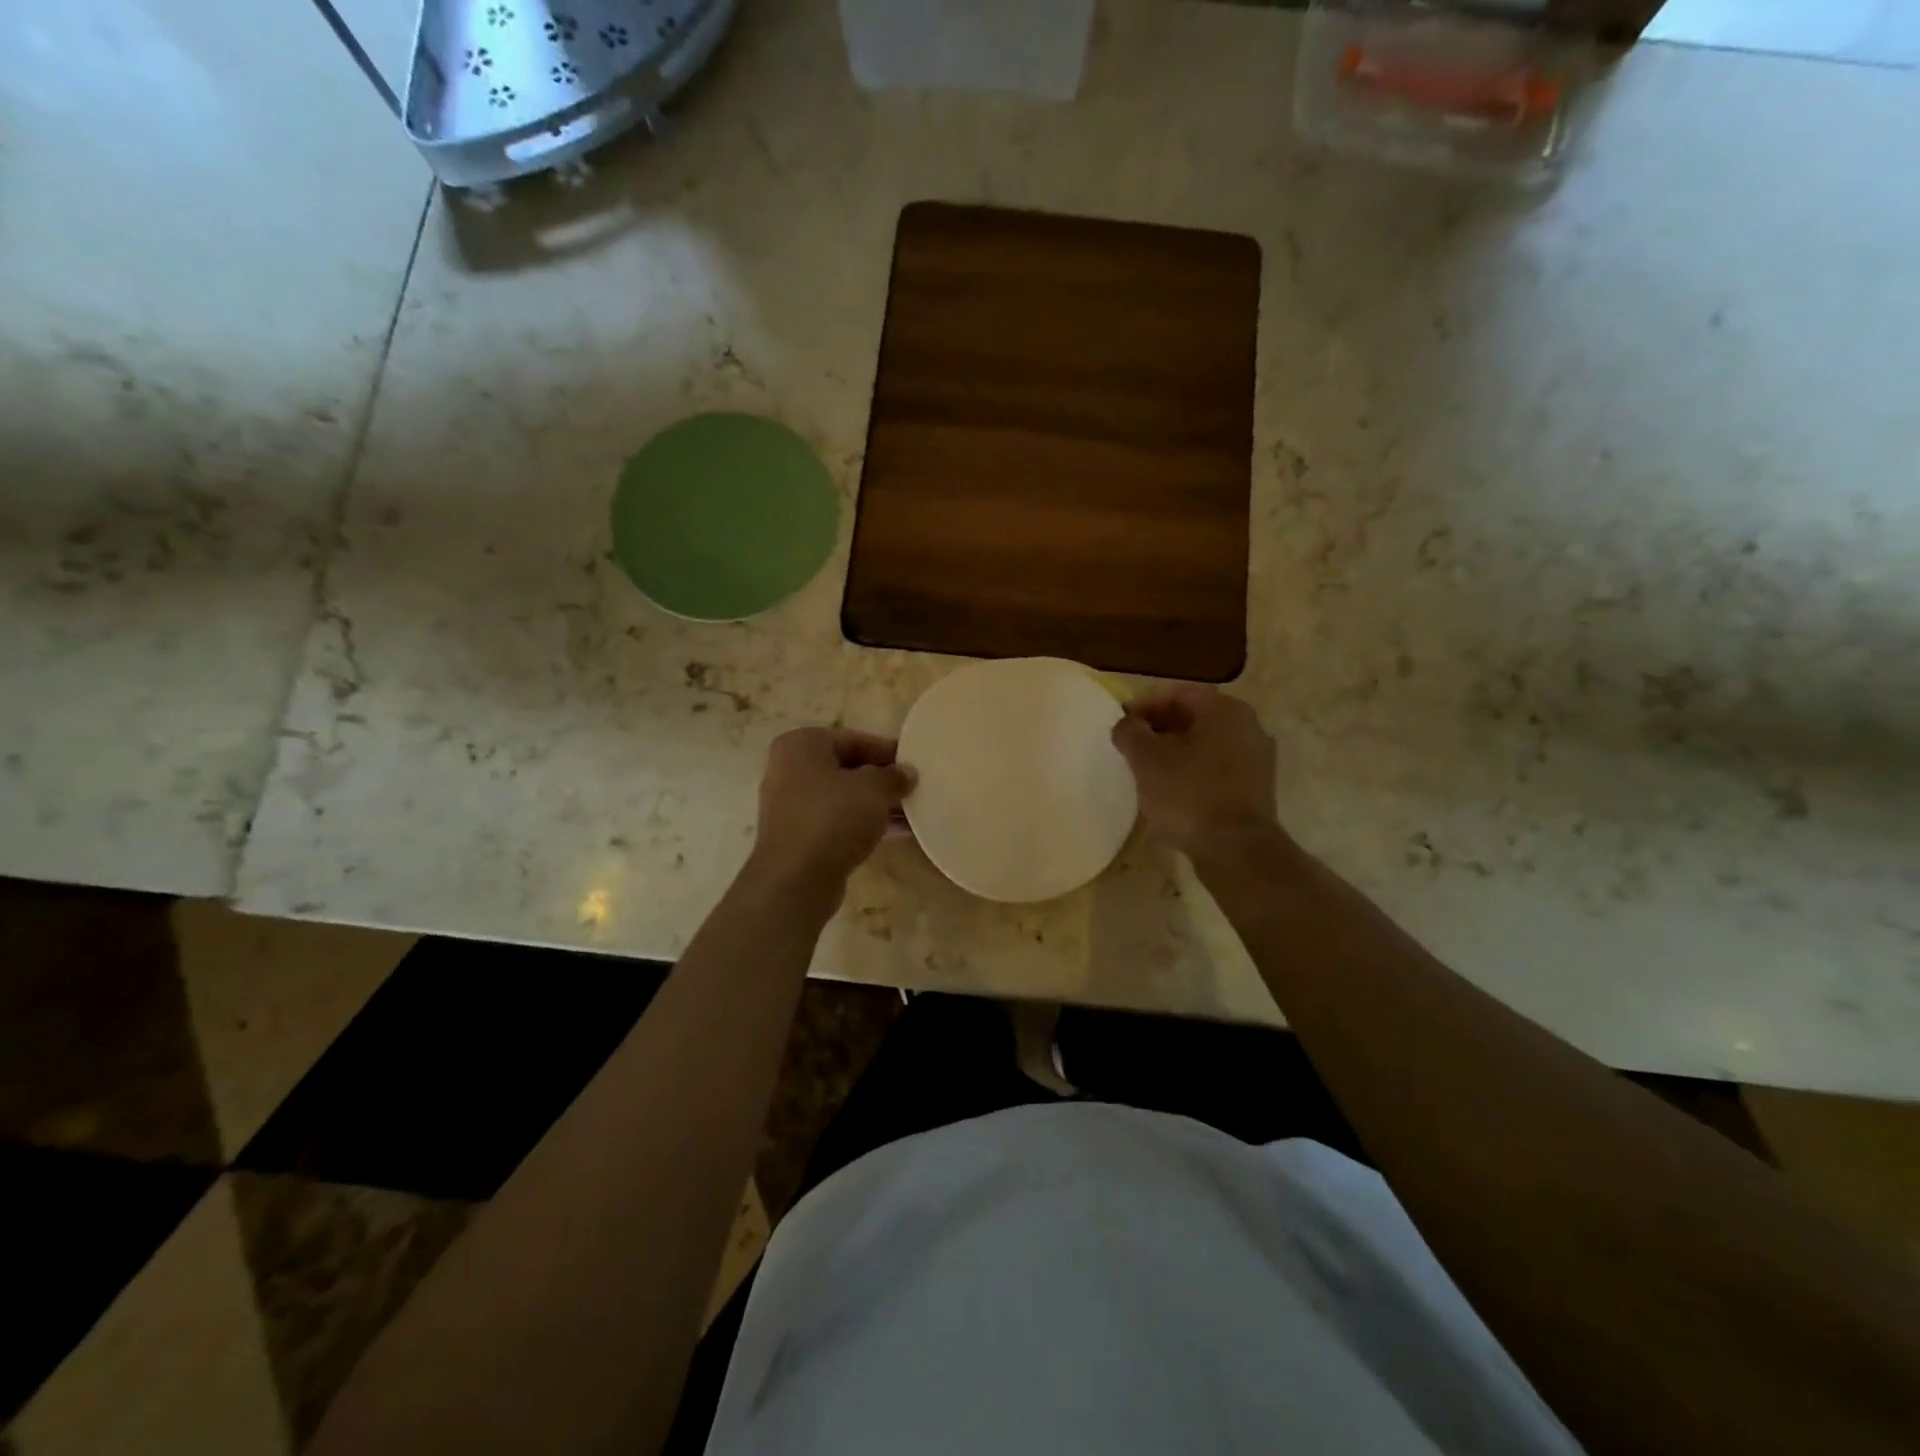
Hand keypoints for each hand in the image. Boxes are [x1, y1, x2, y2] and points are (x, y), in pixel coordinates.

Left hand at [747, 727, 915, 895]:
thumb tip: (907, 773)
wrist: (796, 878)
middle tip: (912, 789)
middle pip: (846, 767)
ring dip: (874, 804)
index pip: (853, 739)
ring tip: (910, 813)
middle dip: (880, 779)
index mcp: (802, 744)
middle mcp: (789, 768)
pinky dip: (861, 823)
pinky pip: (835, 820)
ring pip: (841, 797)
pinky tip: (893, 834)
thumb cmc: (833, 817)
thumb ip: (894, 776)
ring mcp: (789, 804)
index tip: (913, 764)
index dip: (887, 751)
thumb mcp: (874, 789)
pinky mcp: (796, 835)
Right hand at [1110, 688, 1279, 856]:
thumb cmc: (1188, 794)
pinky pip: (1217, 768)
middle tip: (1132, 749)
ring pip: (1206, 745)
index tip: (1122, 725)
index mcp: (1225, 710)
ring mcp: (1257, 759)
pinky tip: (1172, 791)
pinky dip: (1193, 772)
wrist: (1235, 849)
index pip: (1178, 695)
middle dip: (1160, 730)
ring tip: (1148, 772)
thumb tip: (1127, 724)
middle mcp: (1248, 726)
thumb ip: (1130, 731)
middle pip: (1194, 718)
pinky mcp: (1256, 788)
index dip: (1145, 707)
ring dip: (1176, 753)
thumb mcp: (1146, 758)